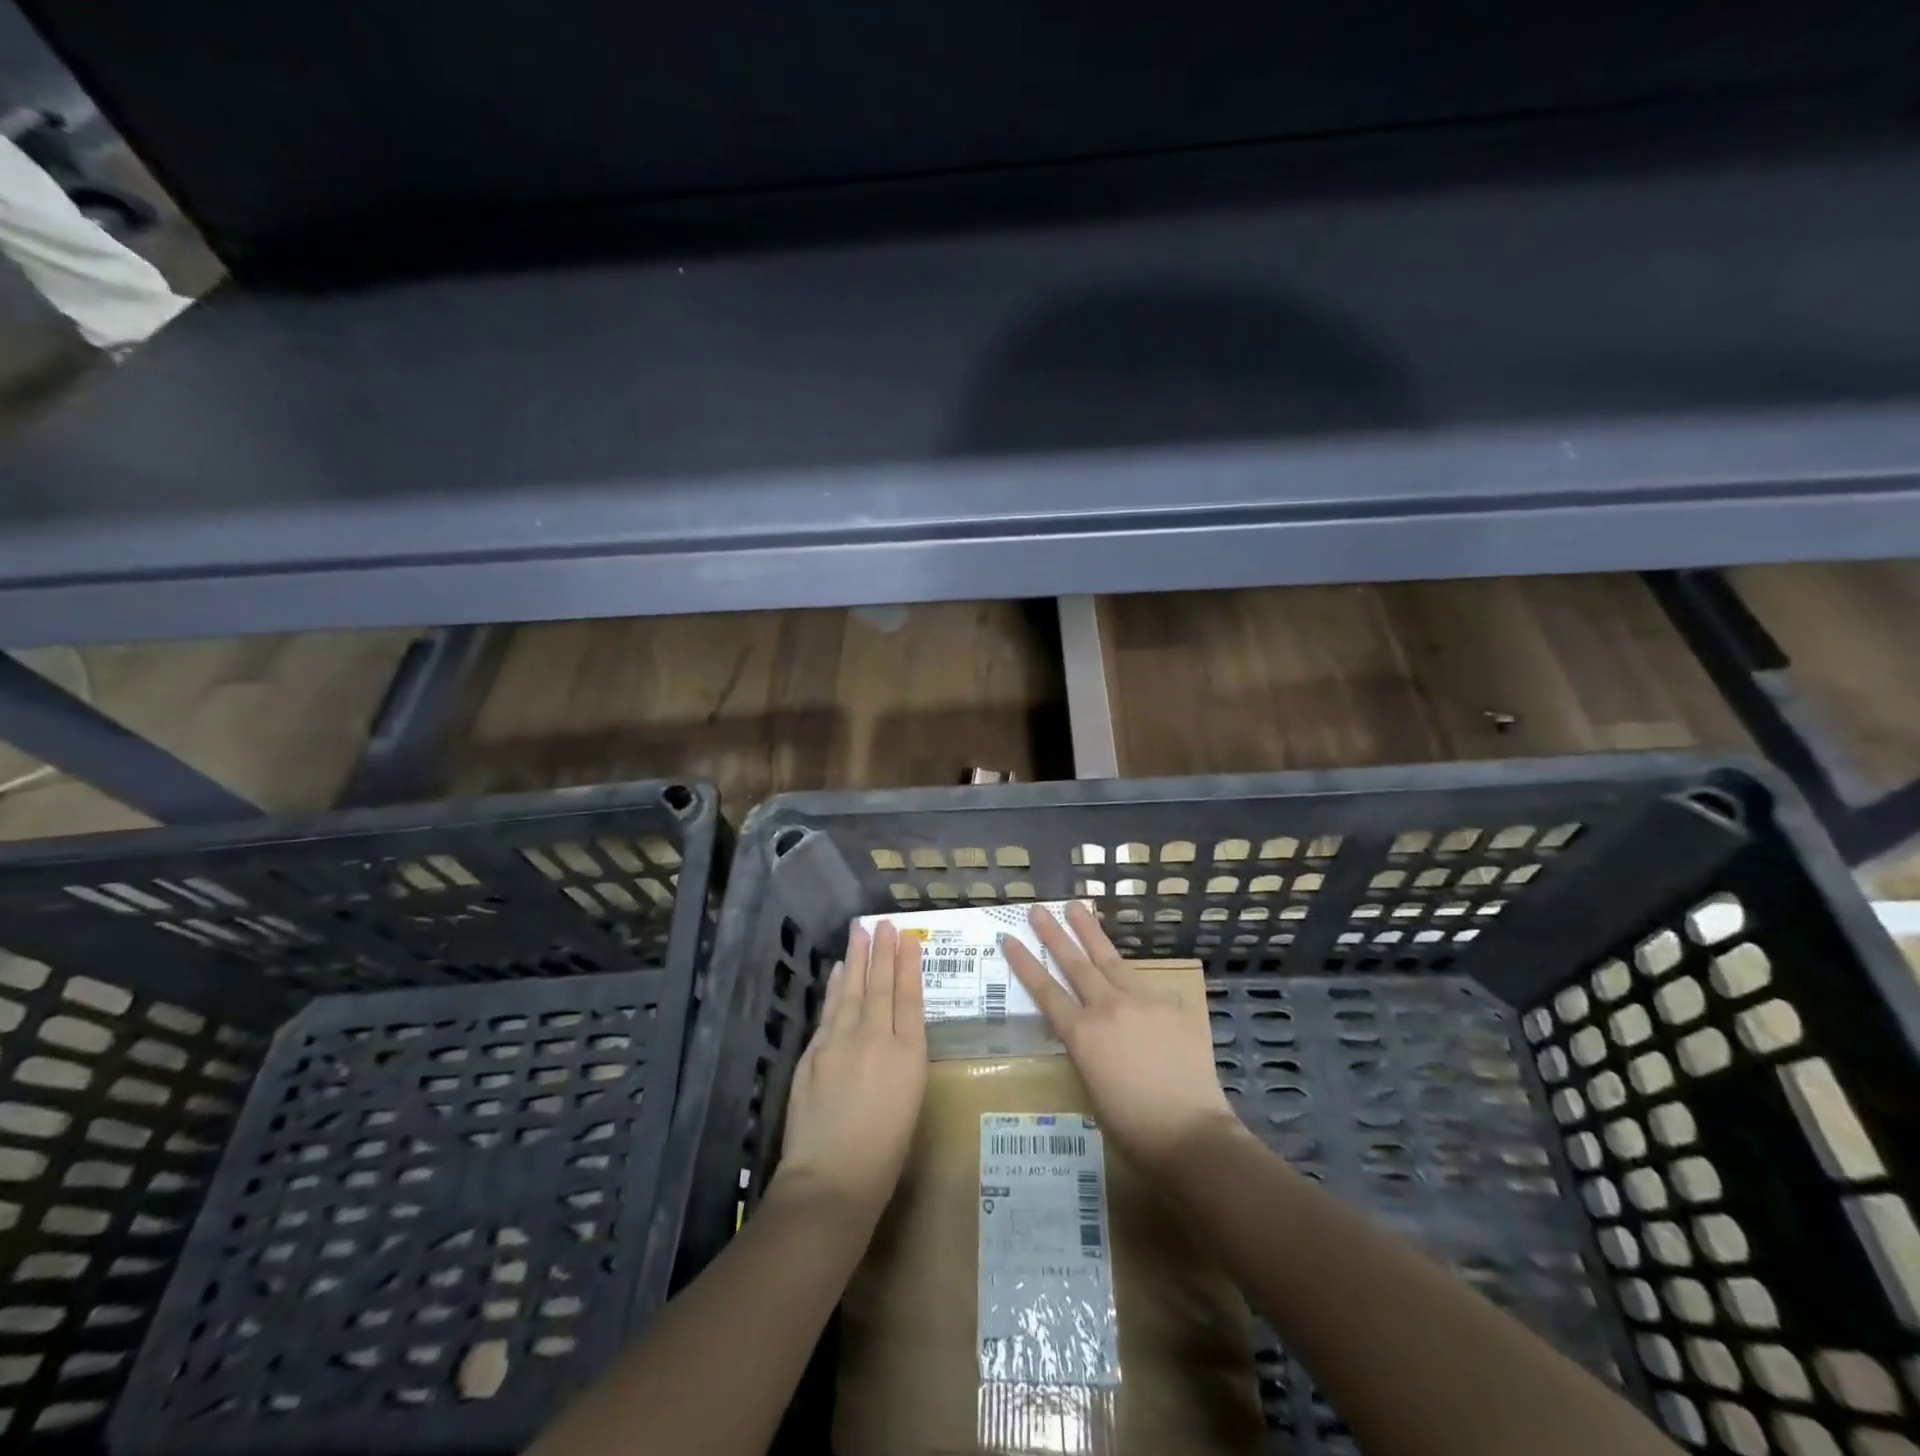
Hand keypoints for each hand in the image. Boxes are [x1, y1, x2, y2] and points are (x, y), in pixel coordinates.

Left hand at [775, 922, 927, 1222]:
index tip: (908, 938)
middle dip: (883, 952)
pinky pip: (829, 1010)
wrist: (831, 1178)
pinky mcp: (814, 1052)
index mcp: (908, 1054)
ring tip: (860, 933)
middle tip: (884, 923)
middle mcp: (875, 1038)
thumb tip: (894, 1032)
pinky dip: (834, 988)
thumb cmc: (884, 1153)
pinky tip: (837, 973)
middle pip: (879, 985)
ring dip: (856, 959)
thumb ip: (903, 1060)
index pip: (909, 997)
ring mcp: (840, 1042)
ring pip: (851, 990)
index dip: (908, 965)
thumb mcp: (910, 1101)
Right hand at [1003, 902, 1237, 1174]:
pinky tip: (1131, 976)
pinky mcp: (1171, 1005)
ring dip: (1090, 932)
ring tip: (1077, 907)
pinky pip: (1147, 985)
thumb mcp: (1091, 1087)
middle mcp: (1107, 1008)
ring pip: (1109, 958)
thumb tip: (1086, 1030)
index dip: (1025, 963)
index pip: (1045, 991)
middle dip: (1054, 933)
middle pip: (1074, 963)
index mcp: (1082, 1034)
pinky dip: (1133, 979)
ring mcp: (1142, 1001)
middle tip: (1039, 909)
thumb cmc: (1133, 1127)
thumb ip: (1085, 1049)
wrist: (1191, 1133)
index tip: (1009, 938)